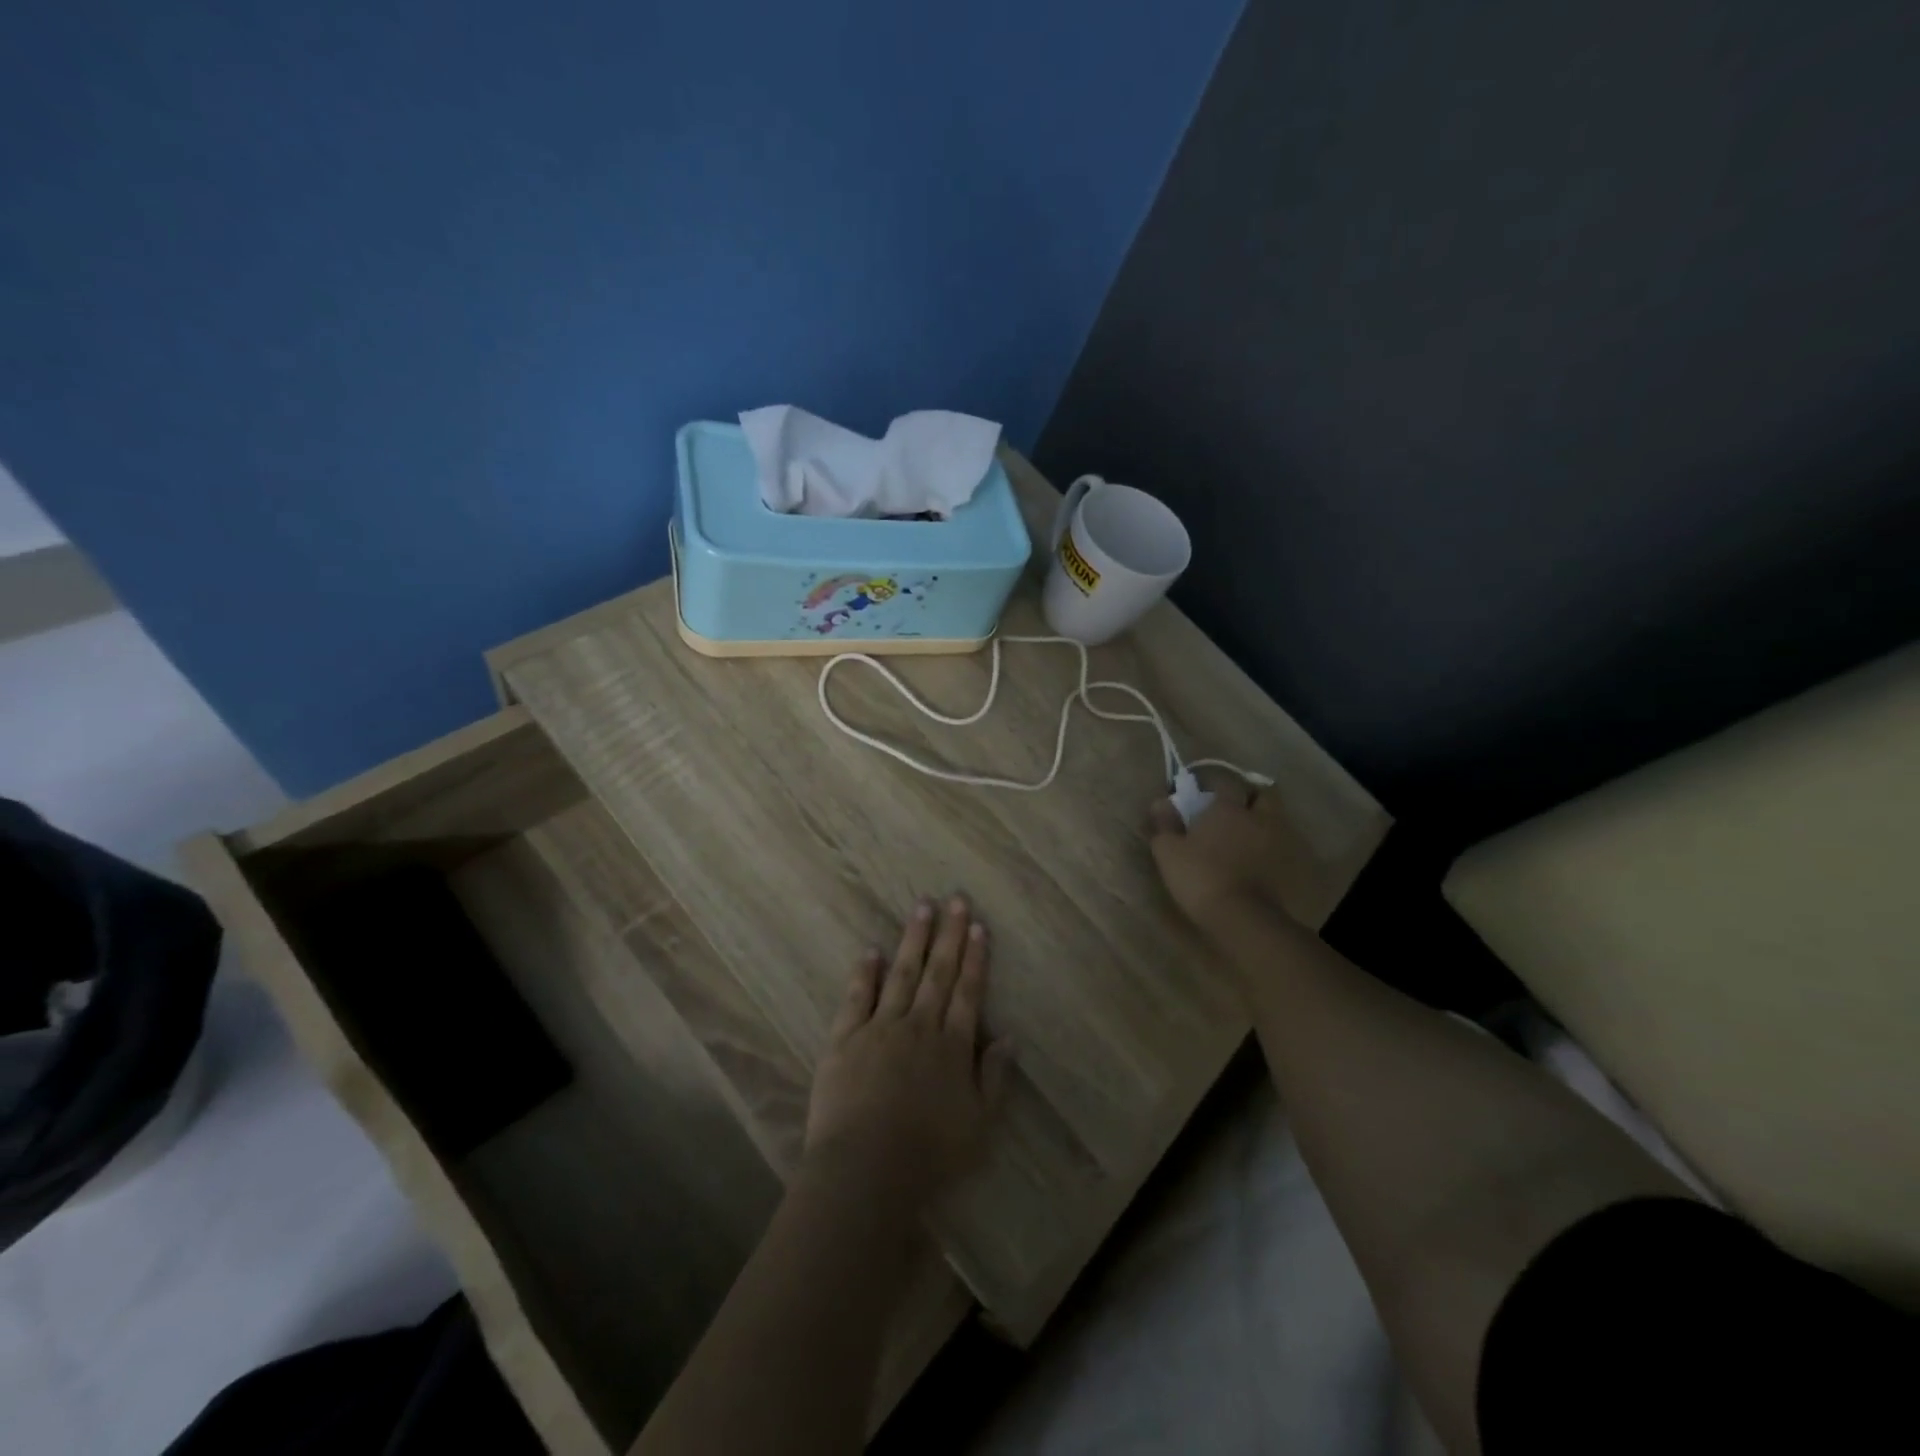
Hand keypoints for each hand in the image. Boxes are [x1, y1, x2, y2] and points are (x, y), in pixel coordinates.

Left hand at [804, 896, 1010, 1204]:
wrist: (866, 1170)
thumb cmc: (929, 1155)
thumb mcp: (979, 1124)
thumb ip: (995, 1078)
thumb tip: (1008, 1036)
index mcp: (952, 1046)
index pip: (967, 991)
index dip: (975, 958)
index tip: (978, 926)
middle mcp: (919, 1026)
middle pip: (938, 972)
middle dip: (948, 934)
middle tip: (955, 899)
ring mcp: (880, 1028)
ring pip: (901, 974)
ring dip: (913, 940)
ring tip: (921, 908)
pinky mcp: (845, 1039)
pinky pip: (857, 997)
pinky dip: (865, 972)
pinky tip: (871, 950)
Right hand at [1148, 777, 1321, 926]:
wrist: (1242, 917)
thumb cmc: (1200, 876)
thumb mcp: (1168, 851)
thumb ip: (1165, 824)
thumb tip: (1160, 802)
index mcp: (1228, 808)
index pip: (1226, 783)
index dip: (1217, 786)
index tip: (1205, 796)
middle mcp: (1258, 818)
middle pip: (1264, 795)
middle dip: (1252, 797)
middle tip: (1237, 810)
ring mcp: (1278, 841)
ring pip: (1277, 820)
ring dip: (1265, 822)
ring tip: (1249, 836)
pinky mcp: (1289, 867)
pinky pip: (1283, 847)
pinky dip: (1273, 848)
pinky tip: (1260, 860)